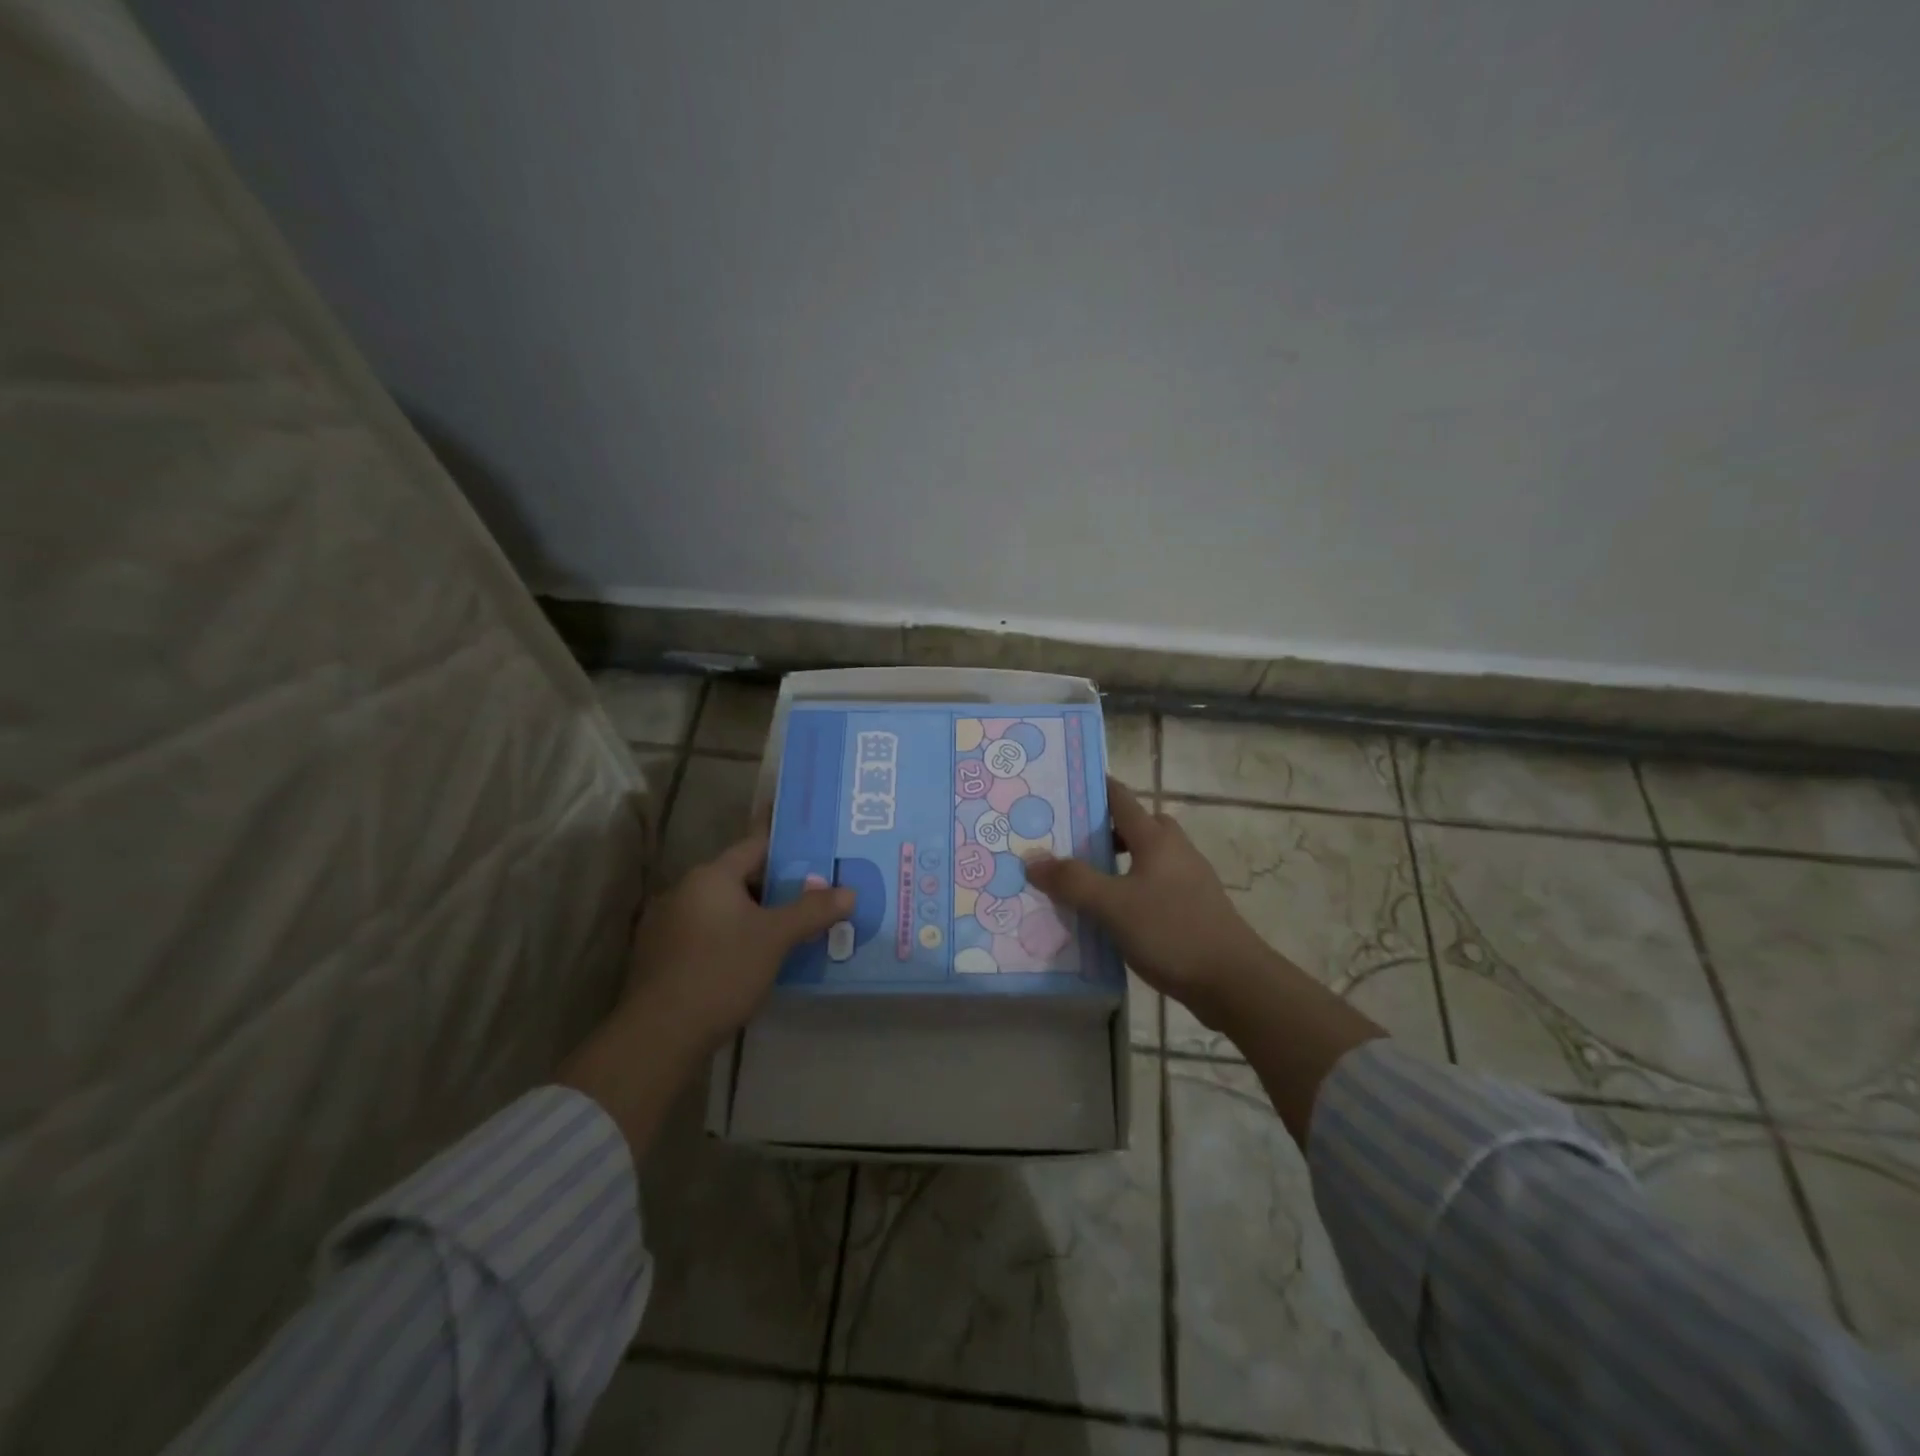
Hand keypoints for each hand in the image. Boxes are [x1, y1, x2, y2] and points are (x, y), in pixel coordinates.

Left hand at [621, 829, 852, 1054]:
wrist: (660, 1034)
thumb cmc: (722, 971)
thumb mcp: (776, 939)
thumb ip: (813, 911)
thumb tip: (849, 891)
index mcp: (711, 876)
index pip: (755, 847)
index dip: (788, 851)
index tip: (817, 860)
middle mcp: (684, 890)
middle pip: (740, 879)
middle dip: (776, 890)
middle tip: (812, 901)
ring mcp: (666, 923)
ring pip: (722, 909)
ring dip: (753, 917)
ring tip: (789, 933)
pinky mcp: (660, 956)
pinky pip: (706, 934)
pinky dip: (730, 939)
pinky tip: (751, 962)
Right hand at [1026, 778, 1270, 1024]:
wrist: (1234, 982)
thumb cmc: (1171, 931)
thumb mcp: (1112, 906)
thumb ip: (1072, 881)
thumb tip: (1032, 859)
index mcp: (1155, 838)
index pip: (1120, 798)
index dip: (1093, 788)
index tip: (1061, 788)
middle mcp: (1174, 850)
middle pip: (1134, 826)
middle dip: (1101, 829)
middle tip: (1065, 842)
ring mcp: (1188, 879)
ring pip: (1145, 857)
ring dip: (1115, 862)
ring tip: (1082, 881)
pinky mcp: (1193, 907)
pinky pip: (1153, 884)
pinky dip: (1129, 888)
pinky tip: (1111, 914)